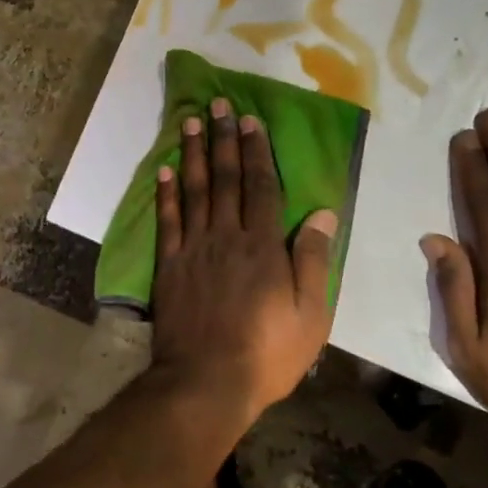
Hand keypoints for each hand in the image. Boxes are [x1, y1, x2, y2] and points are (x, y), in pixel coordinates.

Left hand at [151, 98, 338, 419]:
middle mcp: (227, 236)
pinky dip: (166, 193)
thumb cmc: (267, 353)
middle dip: (224, 139)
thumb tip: (322, 213)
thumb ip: (312, 260)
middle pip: (226, 179)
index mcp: (263, 246)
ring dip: (194, 153)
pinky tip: (165, 169)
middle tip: (218, 105)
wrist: (206, 382)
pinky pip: (167, 220)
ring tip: (190, 121)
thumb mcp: (309, 314)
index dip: (256, 151)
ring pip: (195, 191)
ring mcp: (194, 249)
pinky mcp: (169, 265)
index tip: (250, 120)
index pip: (261, 186)